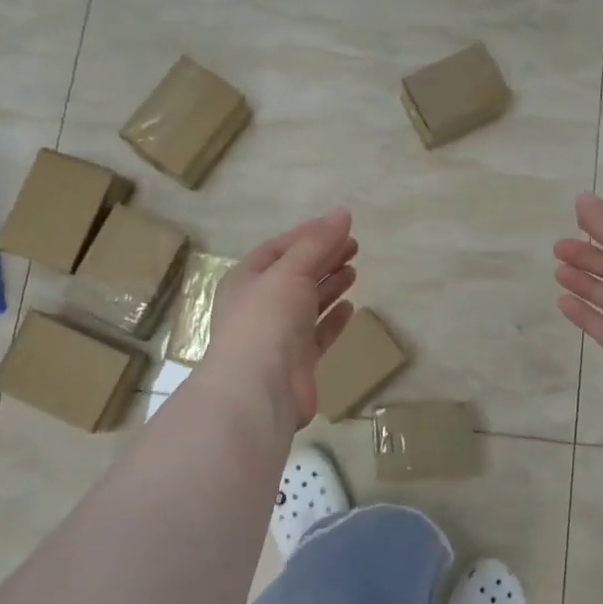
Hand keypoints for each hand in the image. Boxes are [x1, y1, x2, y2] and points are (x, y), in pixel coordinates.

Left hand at [201, 210, 357, 431]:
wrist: (258, 390)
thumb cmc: (267, 320)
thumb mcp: (290, 271)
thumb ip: (317, 243)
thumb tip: (343, 213)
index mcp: (247, 279)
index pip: (279, 248)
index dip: (309, 235)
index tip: (341, 226)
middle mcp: (260, 305)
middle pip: (295, 274)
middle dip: (323, 258)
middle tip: (355, 246)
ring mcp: (278, 335)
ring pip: (308, 303)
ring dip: (329, 285)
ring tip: (354, 270)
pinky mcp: (297, 362)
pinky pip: (318, 333)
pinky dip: (333, 319)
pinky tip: (350, 307)